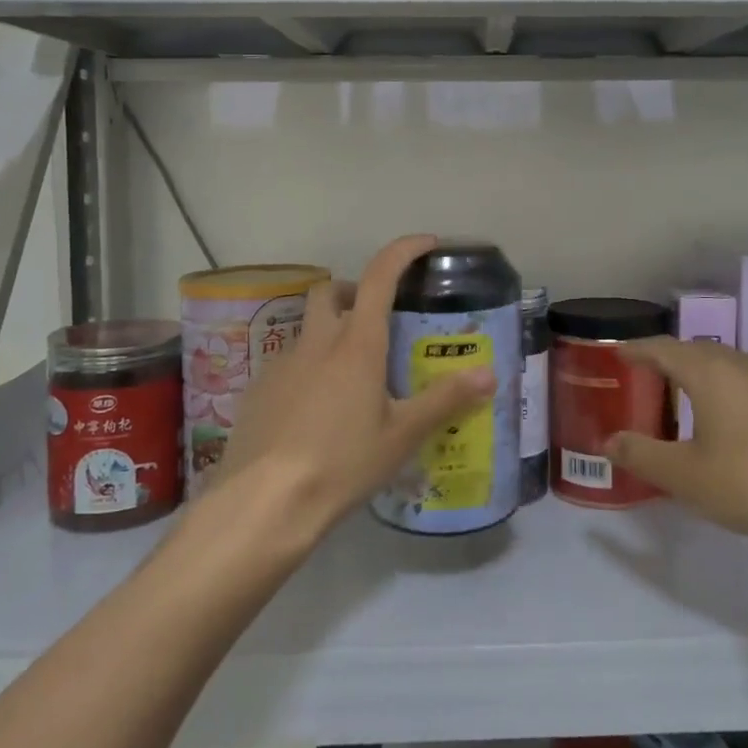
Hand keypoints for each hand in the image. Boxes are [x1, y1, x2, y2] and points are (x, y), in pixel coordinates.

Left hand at [203, 235, 495, 542]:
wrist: (265, 503)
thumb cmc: (343, 462)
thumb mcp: (403, 434)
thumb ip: (445, 400)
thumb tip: (489, 375)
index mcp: (357, 344)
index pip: (380, 275)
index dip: (403, 251)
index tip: (426, 244)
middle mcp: (317, 342)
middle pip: (329, 291)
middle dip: (353, 291)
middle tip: (377, 319)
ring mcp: (281, 364)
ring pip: (307, 329)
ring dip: (330, 332)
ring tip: (352, 376)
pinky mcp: (258, 390)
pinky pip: (288, 364)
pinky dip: (308, 369)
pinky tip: (317, 410)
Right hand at [608, 339, 747, 546]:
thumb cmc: (747, 480)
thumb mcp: (683, 475)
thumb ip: (642, 455)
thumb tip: (609, 441)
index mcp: (708, 372)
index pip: (663, 348)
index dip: (637, 349)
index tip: (618, 353)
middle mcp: (740, 364)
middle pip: (695, 351)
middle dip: (668, 358)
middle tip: (646, 374)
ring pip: (725, 364)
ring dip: (700, 372)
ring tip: (684, 393)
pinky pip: (747, 381)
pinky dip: (725, 387)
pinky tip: (727, 416)